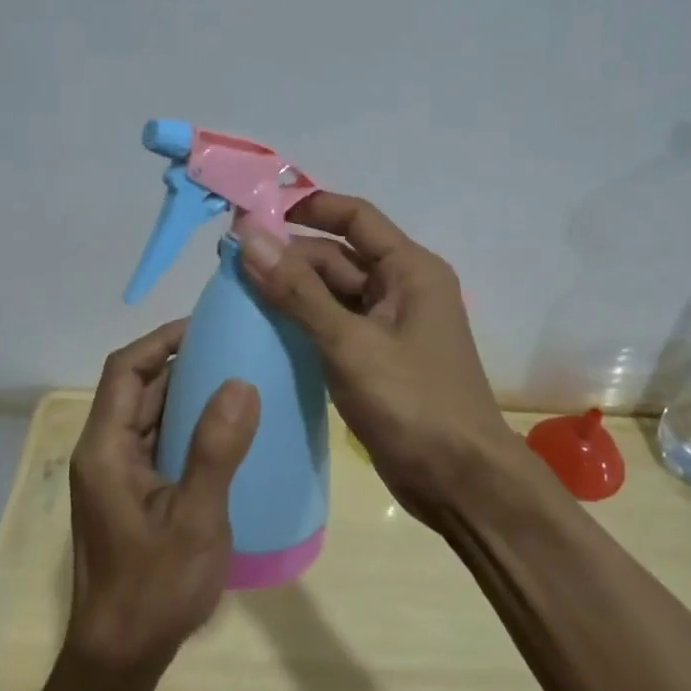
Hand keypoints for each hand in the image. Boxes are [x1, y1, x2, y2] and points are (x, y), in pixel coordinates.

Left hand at [66, 320, 259, 676]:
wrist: (120, 657)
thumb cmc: (154, 588)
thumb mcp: (195, 519)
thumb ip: (216, 450)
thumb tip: (240, 383)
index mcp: (105, 449)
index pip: (124, 370)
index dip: (160, 340)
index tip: (204, 327)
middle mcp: (103, 452)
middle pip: (135, 389)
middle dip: (178, 362)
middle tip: (231, 348)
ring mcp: (115, 475)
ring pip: (147, 415)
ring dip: (184, 394)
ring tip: (234, 378)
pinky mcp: (131, 494)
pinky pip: (156, 442)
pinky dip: (185, 426)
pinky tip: (223, 430)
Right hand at [238, 191, 523, 523]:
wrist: (461, 483)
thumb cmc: (413, 403)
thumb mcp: (350, 344)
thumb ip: (298, 292)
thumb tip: (249, 239)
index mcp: (410, 270)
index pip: (354, 218)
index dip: (307, 207)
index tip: (256, 212)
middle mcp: (402, 288)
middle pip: (338, 257)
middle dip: (288, 256)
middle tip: (230, 261)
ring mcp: (389, 326)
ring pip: (332, 293)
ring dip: (291, 291)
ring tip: (235, 291)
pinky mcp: (377, 359)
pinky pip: (334, 326)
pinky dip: (302, 323)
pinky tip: (263, 329)